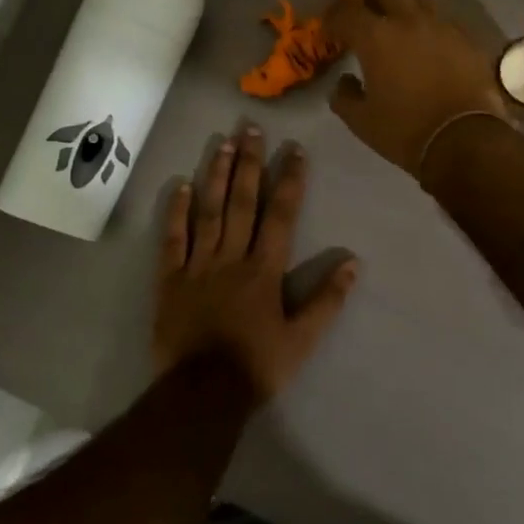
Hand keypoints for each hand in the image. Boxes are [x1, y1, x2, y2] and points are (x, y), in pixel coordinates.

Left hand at [154, 126, 358, 401]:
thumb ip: (327, 300)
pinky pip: (173, 239)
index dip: (290, 180)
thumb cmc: (257, 366)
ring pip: (209, 211)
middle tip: (252, 129)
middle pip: (242, 202)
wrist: (202, 394)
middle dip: (250, 163)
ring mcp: (198, 266)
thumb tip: (353, 262)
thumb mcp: (302, 339)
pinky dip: (176, 211)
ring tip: (223, 143)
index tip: (295, 150)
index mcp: (264, 270)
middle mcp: (231, 258)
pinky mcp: (170, 280)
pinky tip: (181, 184)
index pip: (281, 215)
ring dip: (217, 175)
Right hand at [326, 0, 510, 181]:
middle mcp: (408, 20)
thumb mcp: (362, 122)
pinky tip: (431, 47)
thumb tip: (345, 82)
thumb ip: (345, 96)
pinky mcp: (467, 38)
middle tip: (368, 12)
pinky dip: (432, 26)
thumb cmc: (405, 131)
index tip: (331, 31)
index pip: (345, 9)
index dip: (333, 16)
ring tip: (402, 24)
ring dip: (405, 2)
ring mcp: (442, 26)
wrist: (466, 140)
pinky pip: (444, 19)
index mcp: (376, 37)